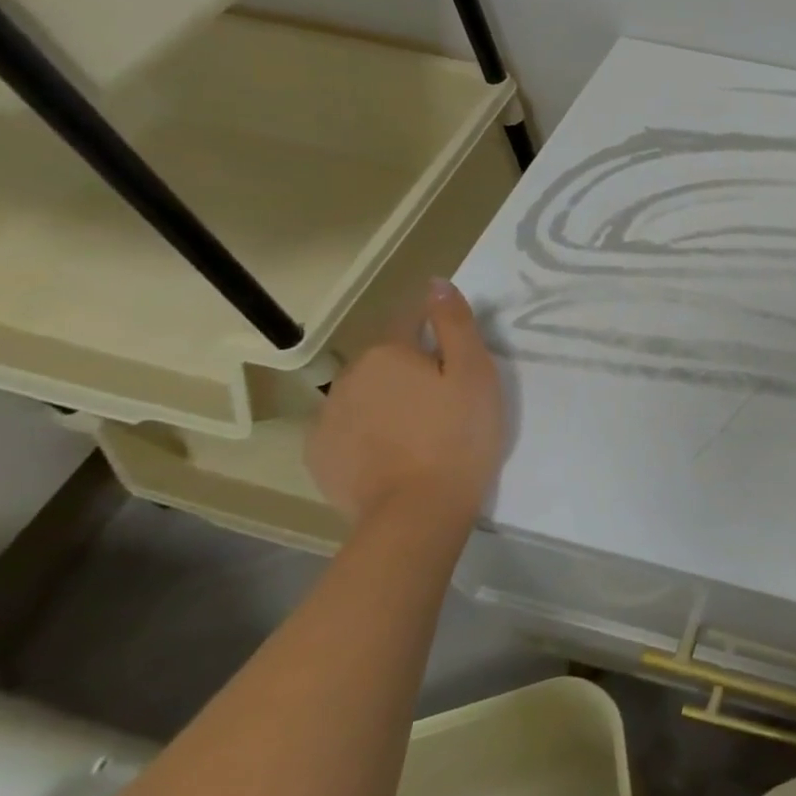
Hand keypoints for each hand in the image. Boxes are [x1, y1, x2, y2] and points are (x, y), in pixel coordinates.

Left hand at [306, 279, 503, 534]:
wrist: (417, 512)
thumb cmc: (459, 436)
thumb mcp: (475, 374)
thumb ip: (454, 324)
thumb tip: (436, 283)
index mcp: (389, 352)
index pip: (409, 319)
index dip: (434, 328)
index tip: (456, 351)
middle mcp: (350, 376)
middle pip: (386, 359)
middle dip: (411, 368)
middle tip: (446, 399)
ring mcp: (328, 417)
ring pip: (365, 394)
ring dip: (388, 400)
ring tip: (420, 430)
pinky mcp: (320, 454)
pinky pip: (348, 428)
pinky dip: (367, 432)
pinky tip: (392, 453)